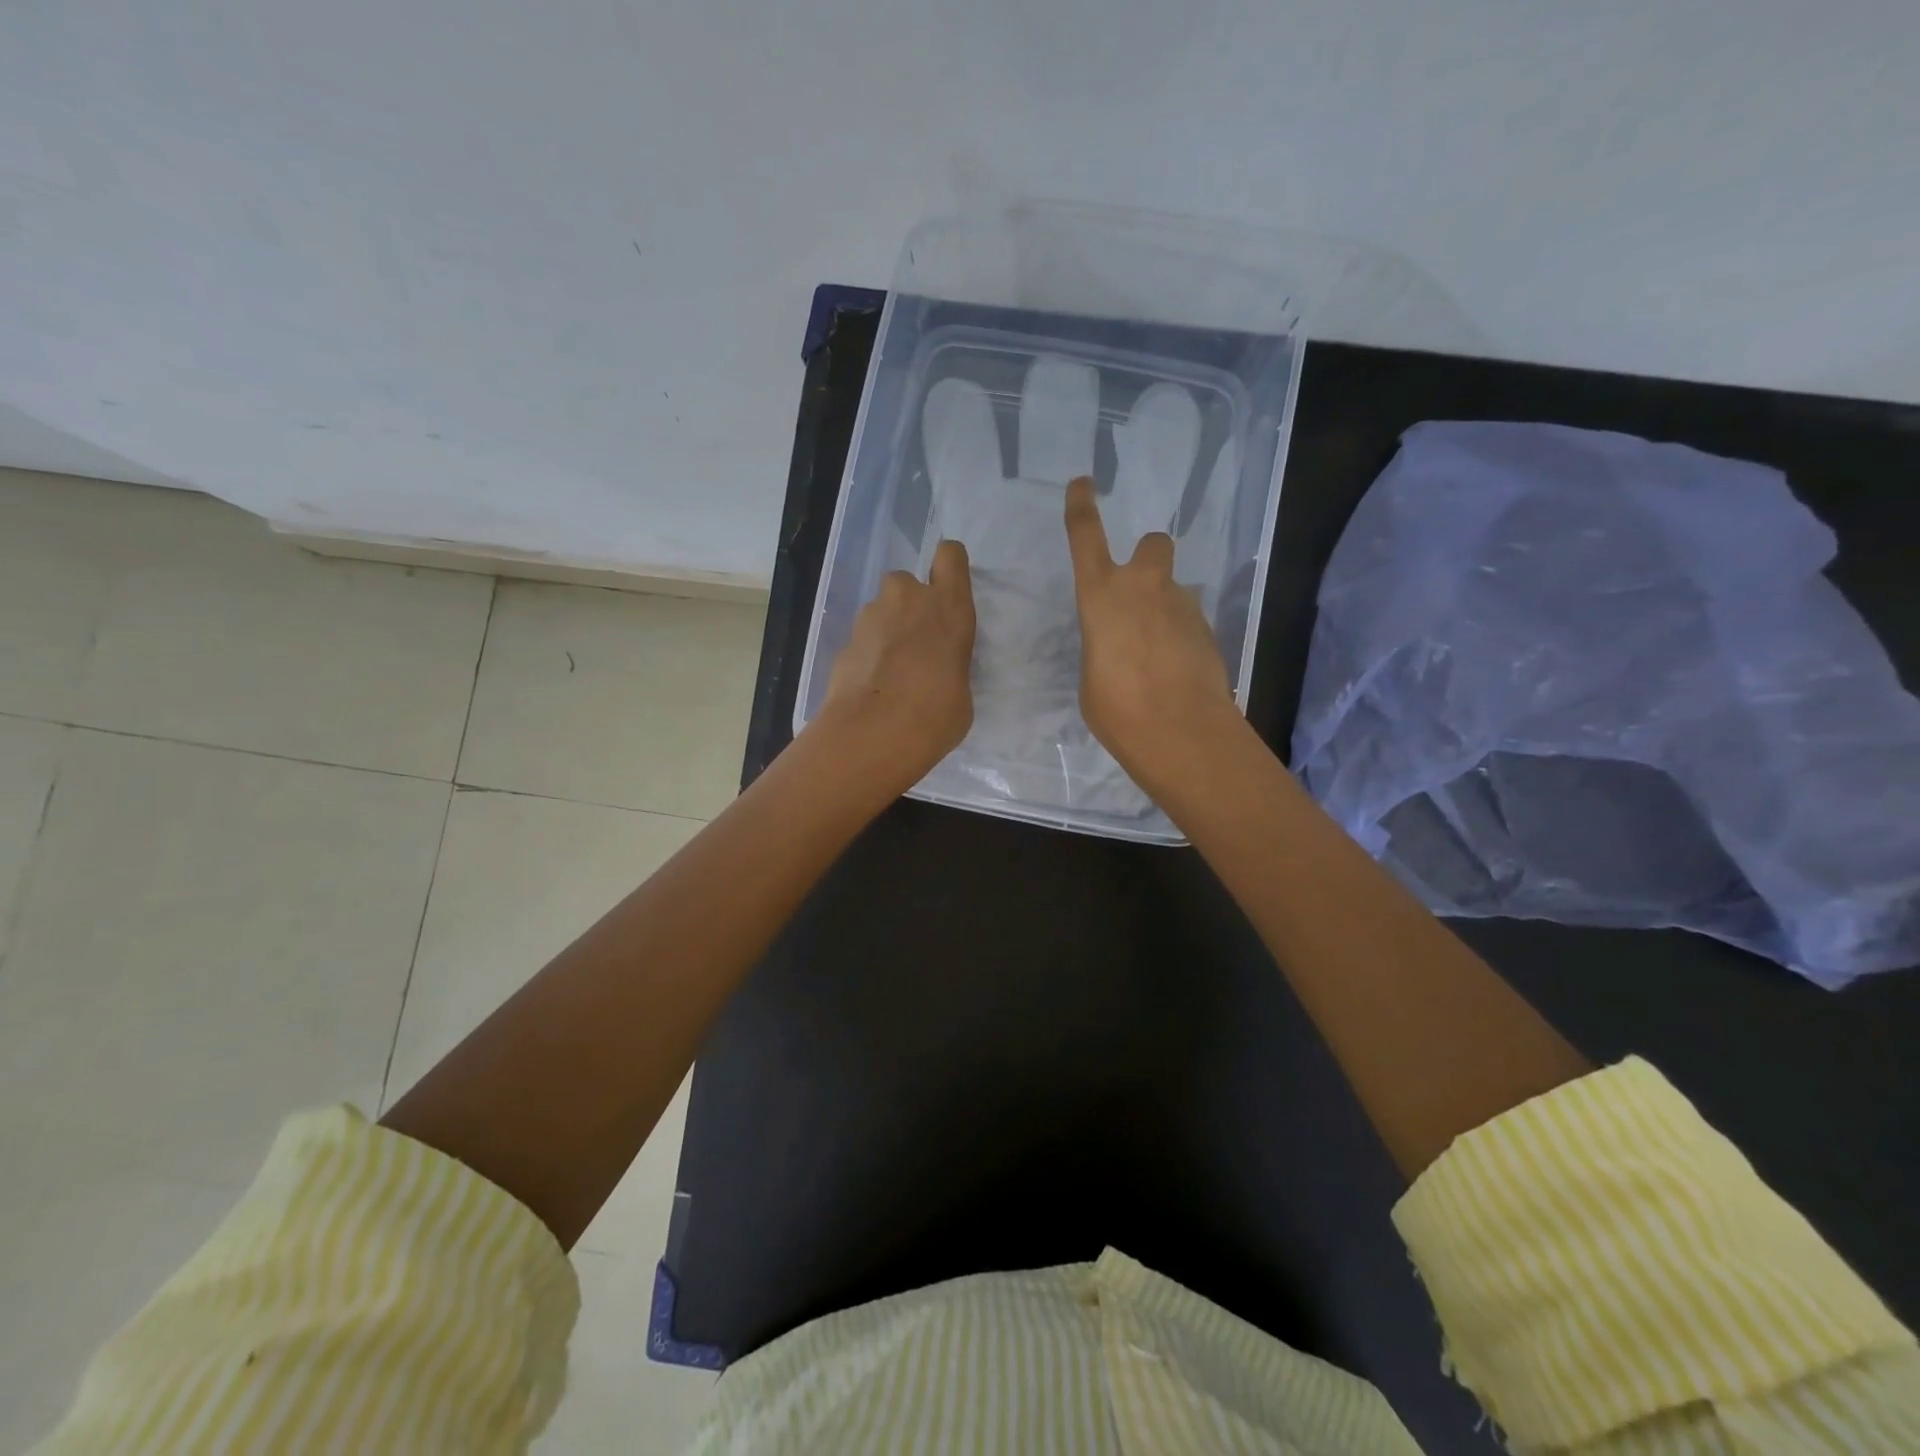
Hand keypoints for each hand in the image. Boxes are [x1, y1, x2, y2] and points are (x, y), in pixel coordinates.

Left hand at [819, 539, 976, 786]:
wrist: (873, 733)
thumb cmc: (936, 714)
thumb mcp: (962, 691)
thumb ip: (950, 666)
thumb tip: (935, 671)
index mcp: (949, 607)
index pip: (950, 556)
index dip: (948, 568)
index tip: (946, 590)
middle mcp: (908, 599)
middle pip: (907, 583)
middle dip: (909, 606)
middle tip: (915, 644)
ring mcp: (870, 617)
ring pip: (880, 611)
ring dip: (886, 631)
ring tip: (891, 673)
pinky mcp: (843, 641)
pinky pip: (862, 640)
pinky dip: (867, 656)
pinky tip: (871, 688)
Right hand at [1064, 476, 1237, 791]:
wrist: (1181, 731)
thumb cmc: (1117, 708)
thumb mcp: (1091, 676)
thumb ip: (1102, 645)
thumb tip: (1121, 642)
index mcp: (1101, 596)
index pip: (1086, 536)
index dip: (1082, 506)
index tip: (1084, 483)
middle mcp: (1144, 588)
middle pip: (1153, 544)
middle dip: (1146, 557)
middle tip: (1139, 592)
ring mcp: (1182, 606)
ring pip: (1173, 589)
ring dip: (1163, 608)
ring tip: (1154, 656)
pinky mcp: (1208, 630)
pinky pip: (1187, 621)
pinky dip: (1179, 637)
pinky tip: (1174, 672)